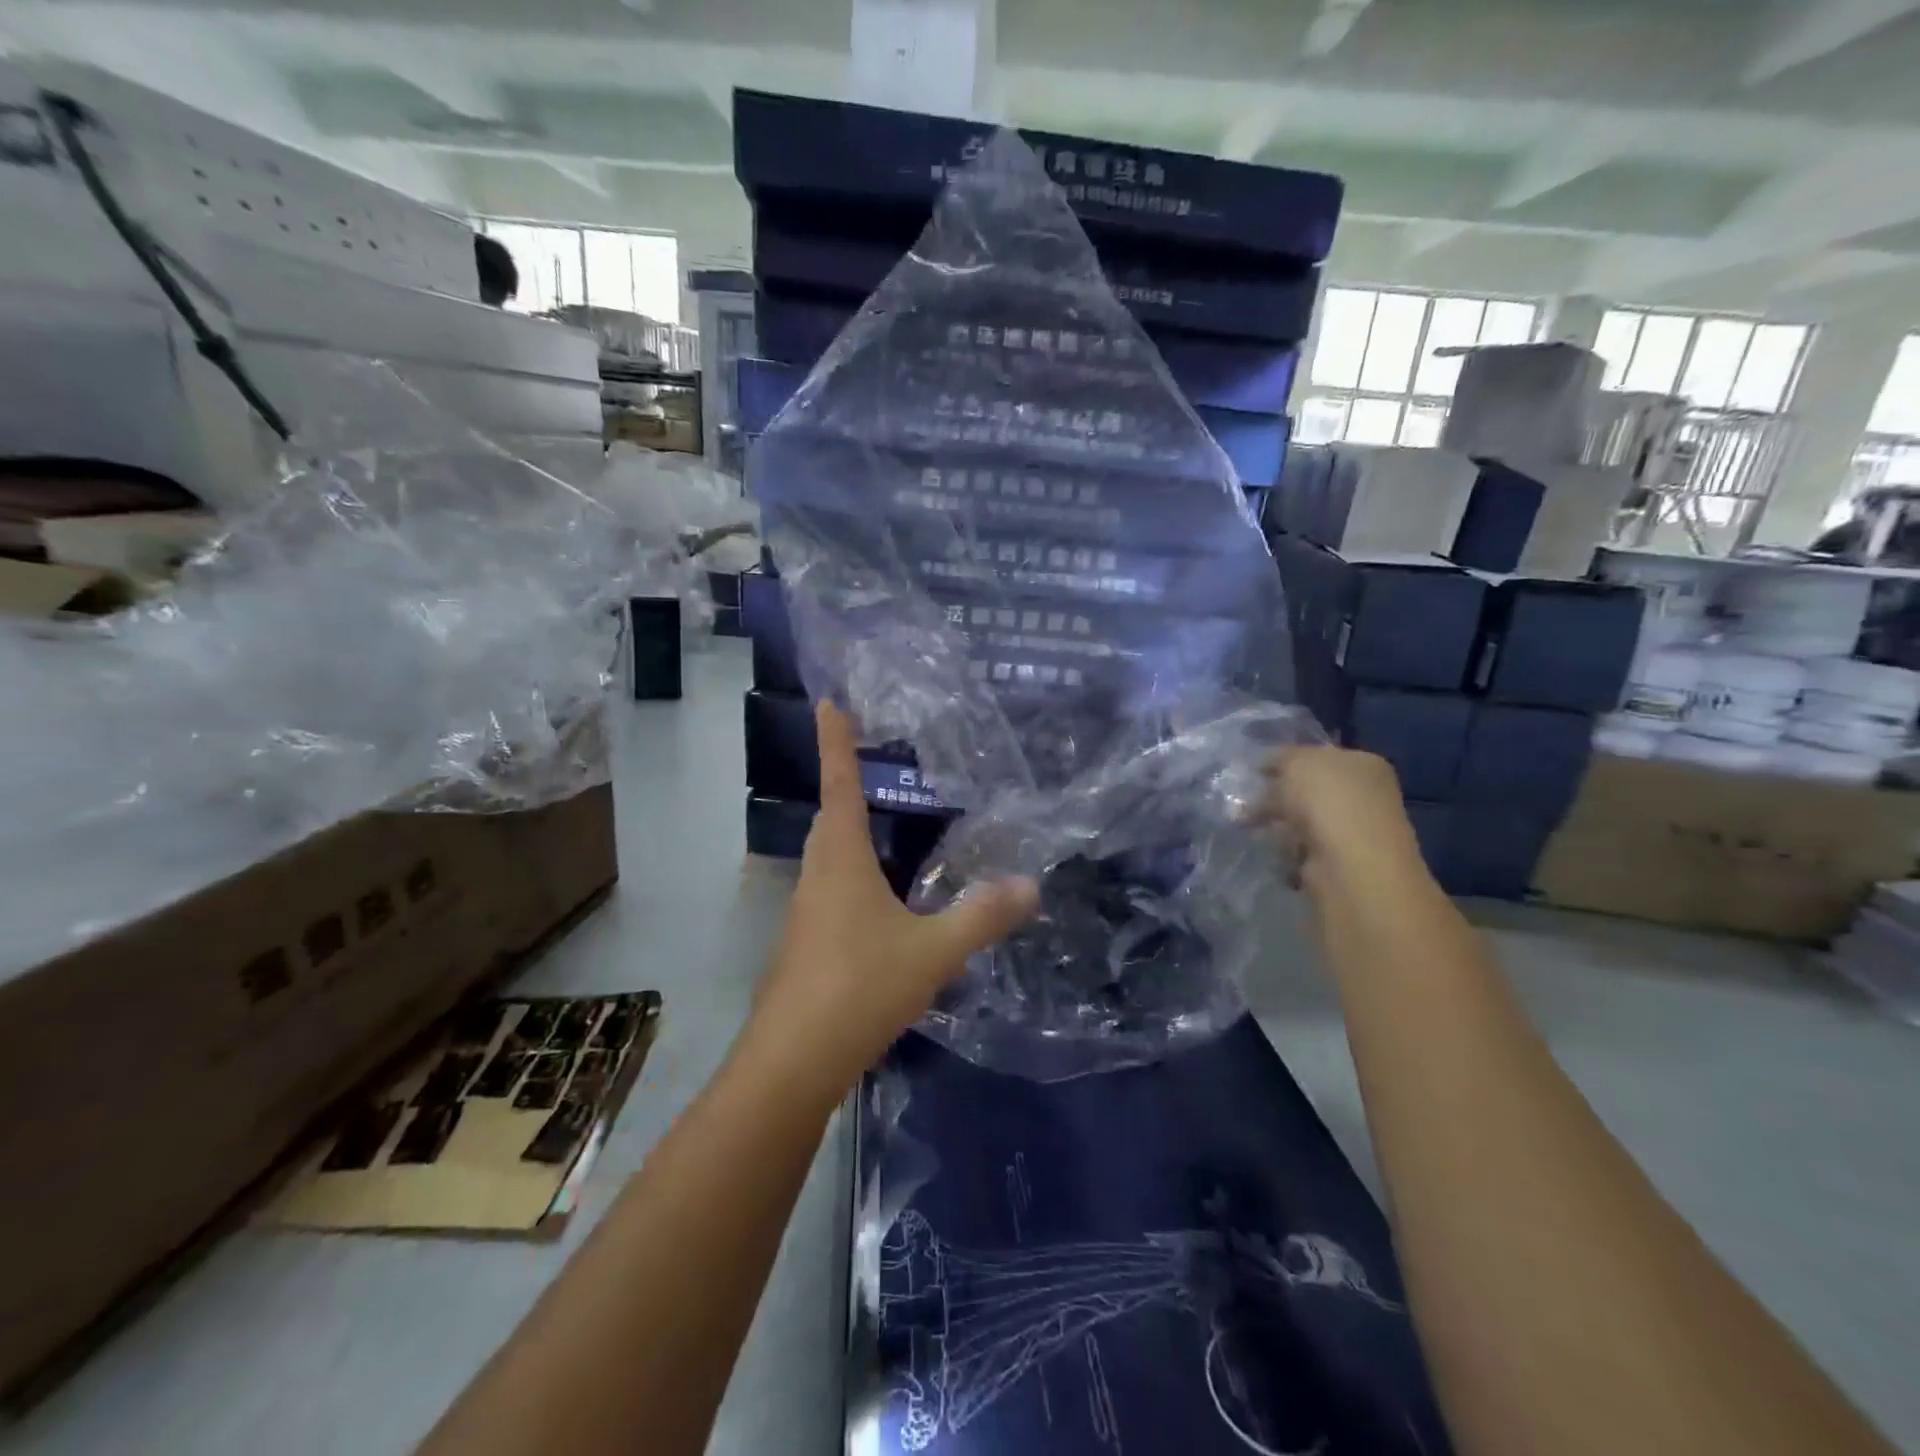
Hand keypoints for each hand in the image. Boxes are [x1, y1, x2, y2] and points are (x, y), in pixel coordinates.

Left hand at [739, 702, 1038, 1102]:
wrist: (793, 1062)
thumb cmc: (860, 987)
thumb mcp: (933, 951)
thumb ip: (982, 917)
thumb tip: (1032, 885)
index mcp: (841, 861)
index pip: (839, 785)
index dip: (836, 742)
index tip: (829, 703)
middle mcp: (816, 877)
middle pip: (829, 820)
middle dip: (843, 787)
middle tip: (866, 766)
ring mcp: (804, 914)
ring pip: (826, 859)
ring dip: (848, 837)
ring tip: (880, 832)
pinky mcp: (803, 947)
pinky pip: (829, 894)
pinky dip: (852, 881)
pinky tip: (878, 909)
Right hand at [1256, 744, 1427, 899]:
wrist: (1349, 863)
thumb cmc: (1327, 800)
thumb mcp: (1297, 762)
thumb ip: (1280, 757)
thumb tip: (1267, 763)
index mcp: (1363, 764)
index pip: (1318, 755)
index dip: (1285, 760)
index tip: (1254, 769)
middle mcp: (1364, 795)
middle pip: (1309, 789)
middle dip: (1276, 793)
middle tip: (1244, 797)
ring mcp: (1354, 830)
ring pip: (1303, 818)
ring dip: (1276, 821)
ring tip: (1245, 824)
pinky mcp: (1340, 861)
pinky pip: (1303, 847)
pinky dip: (1284, 847)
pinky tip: (1270, 847)